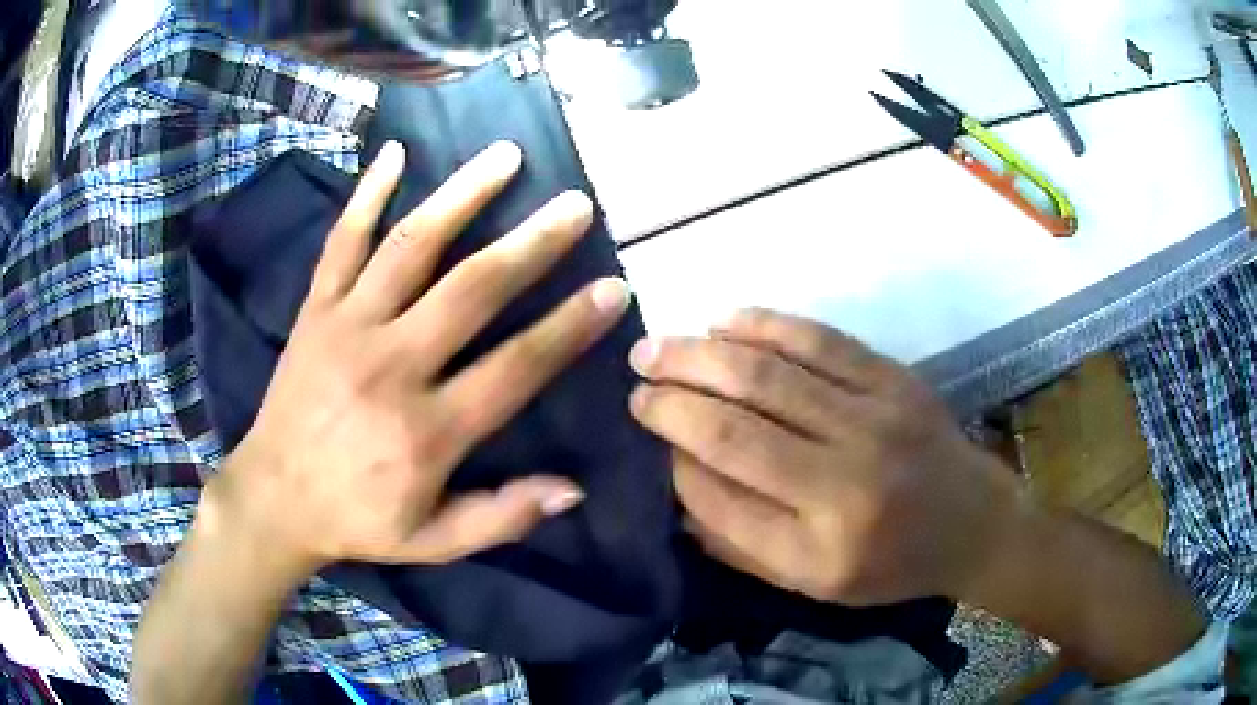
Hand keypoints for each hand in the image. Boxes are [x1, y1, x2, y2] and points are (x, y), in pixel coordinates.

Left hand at [203, 141, 631, 580]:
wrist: (273, 498)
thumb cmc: (357, 520)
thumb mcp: (433, 541)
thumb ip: (502, 516)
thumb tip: (574, 489)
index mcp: (427, 431)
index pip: (516, 367)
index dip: (570, 328)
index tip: (612, 288)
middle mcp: (391, 366)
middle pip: (472, 290)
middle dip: (531, 243)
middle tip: (575, 204)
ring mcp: (347, 327)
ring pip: (411, 247)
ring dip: (462, 196)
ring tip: (505, 156)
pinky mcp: (315, 310)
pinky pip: (342, 243)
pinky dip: (366, 195)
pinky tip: (396, 154)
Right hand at [629, 309, 1018, 605]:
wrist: (970, 524)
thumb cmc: (888, 565)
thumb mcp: (809, 581)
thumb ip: (737, 536)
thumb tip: (676, 473)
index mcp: (822, 540)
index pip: (724, 482)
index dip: (673, 443)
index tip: (641, 421)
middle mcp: (848, 474)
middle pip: (740, 417)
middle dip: (675, 389)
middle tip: (636, 372)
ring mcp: (876, 415)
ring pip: (771, 370)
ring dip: (705, 352)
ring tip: (662, 345)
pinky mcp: (893, 378)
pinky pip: (819, 339)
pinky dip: (765, 324)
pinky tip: (725, 320)